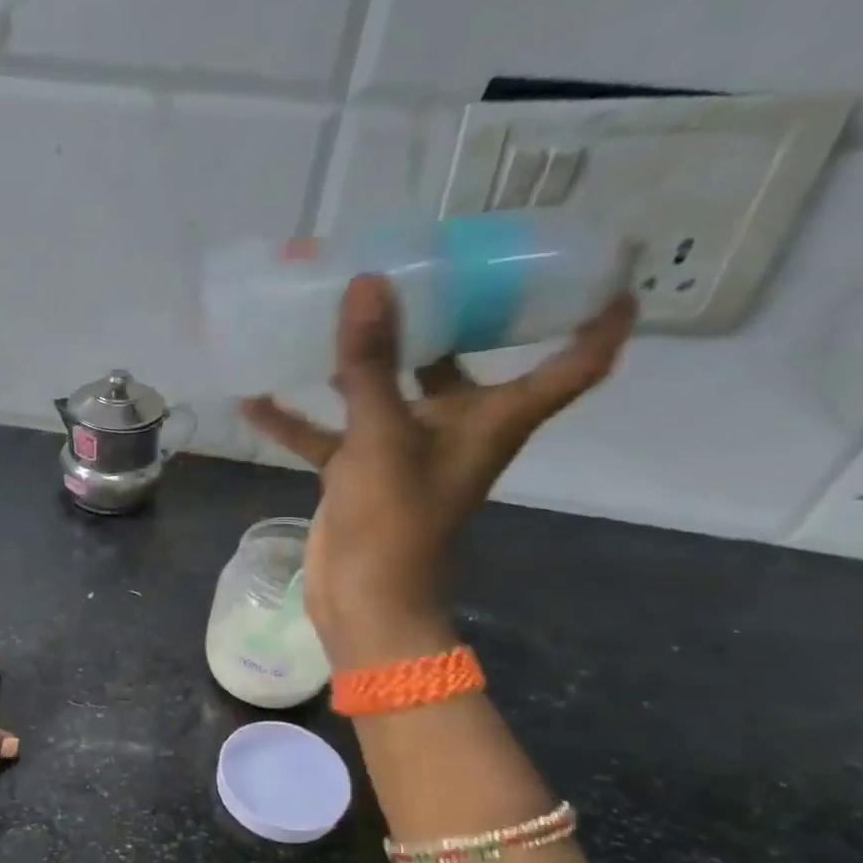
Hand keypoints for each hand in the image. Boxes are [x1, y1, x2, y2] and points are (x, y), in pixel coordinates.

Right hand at [242, 276, 633, 666]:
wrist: (363, 601)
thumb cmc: (396, 520)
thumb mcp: (383, 436)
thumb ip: (371, 362)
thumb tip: (368, 282)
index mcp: (492, 418)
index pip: (573, 362)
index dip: (600, 316)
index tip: (605, 262)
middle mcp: (455, 427)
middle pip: (464, 360)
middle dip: (448, 314)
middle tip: (422, 260)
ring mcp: (402, 450)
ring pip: (386, 391)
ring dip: (360, 359)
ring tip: (331, 308)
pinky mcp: (358, 472)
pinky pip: (328, 433)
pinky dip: (297, 419)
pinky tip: (256, 396)